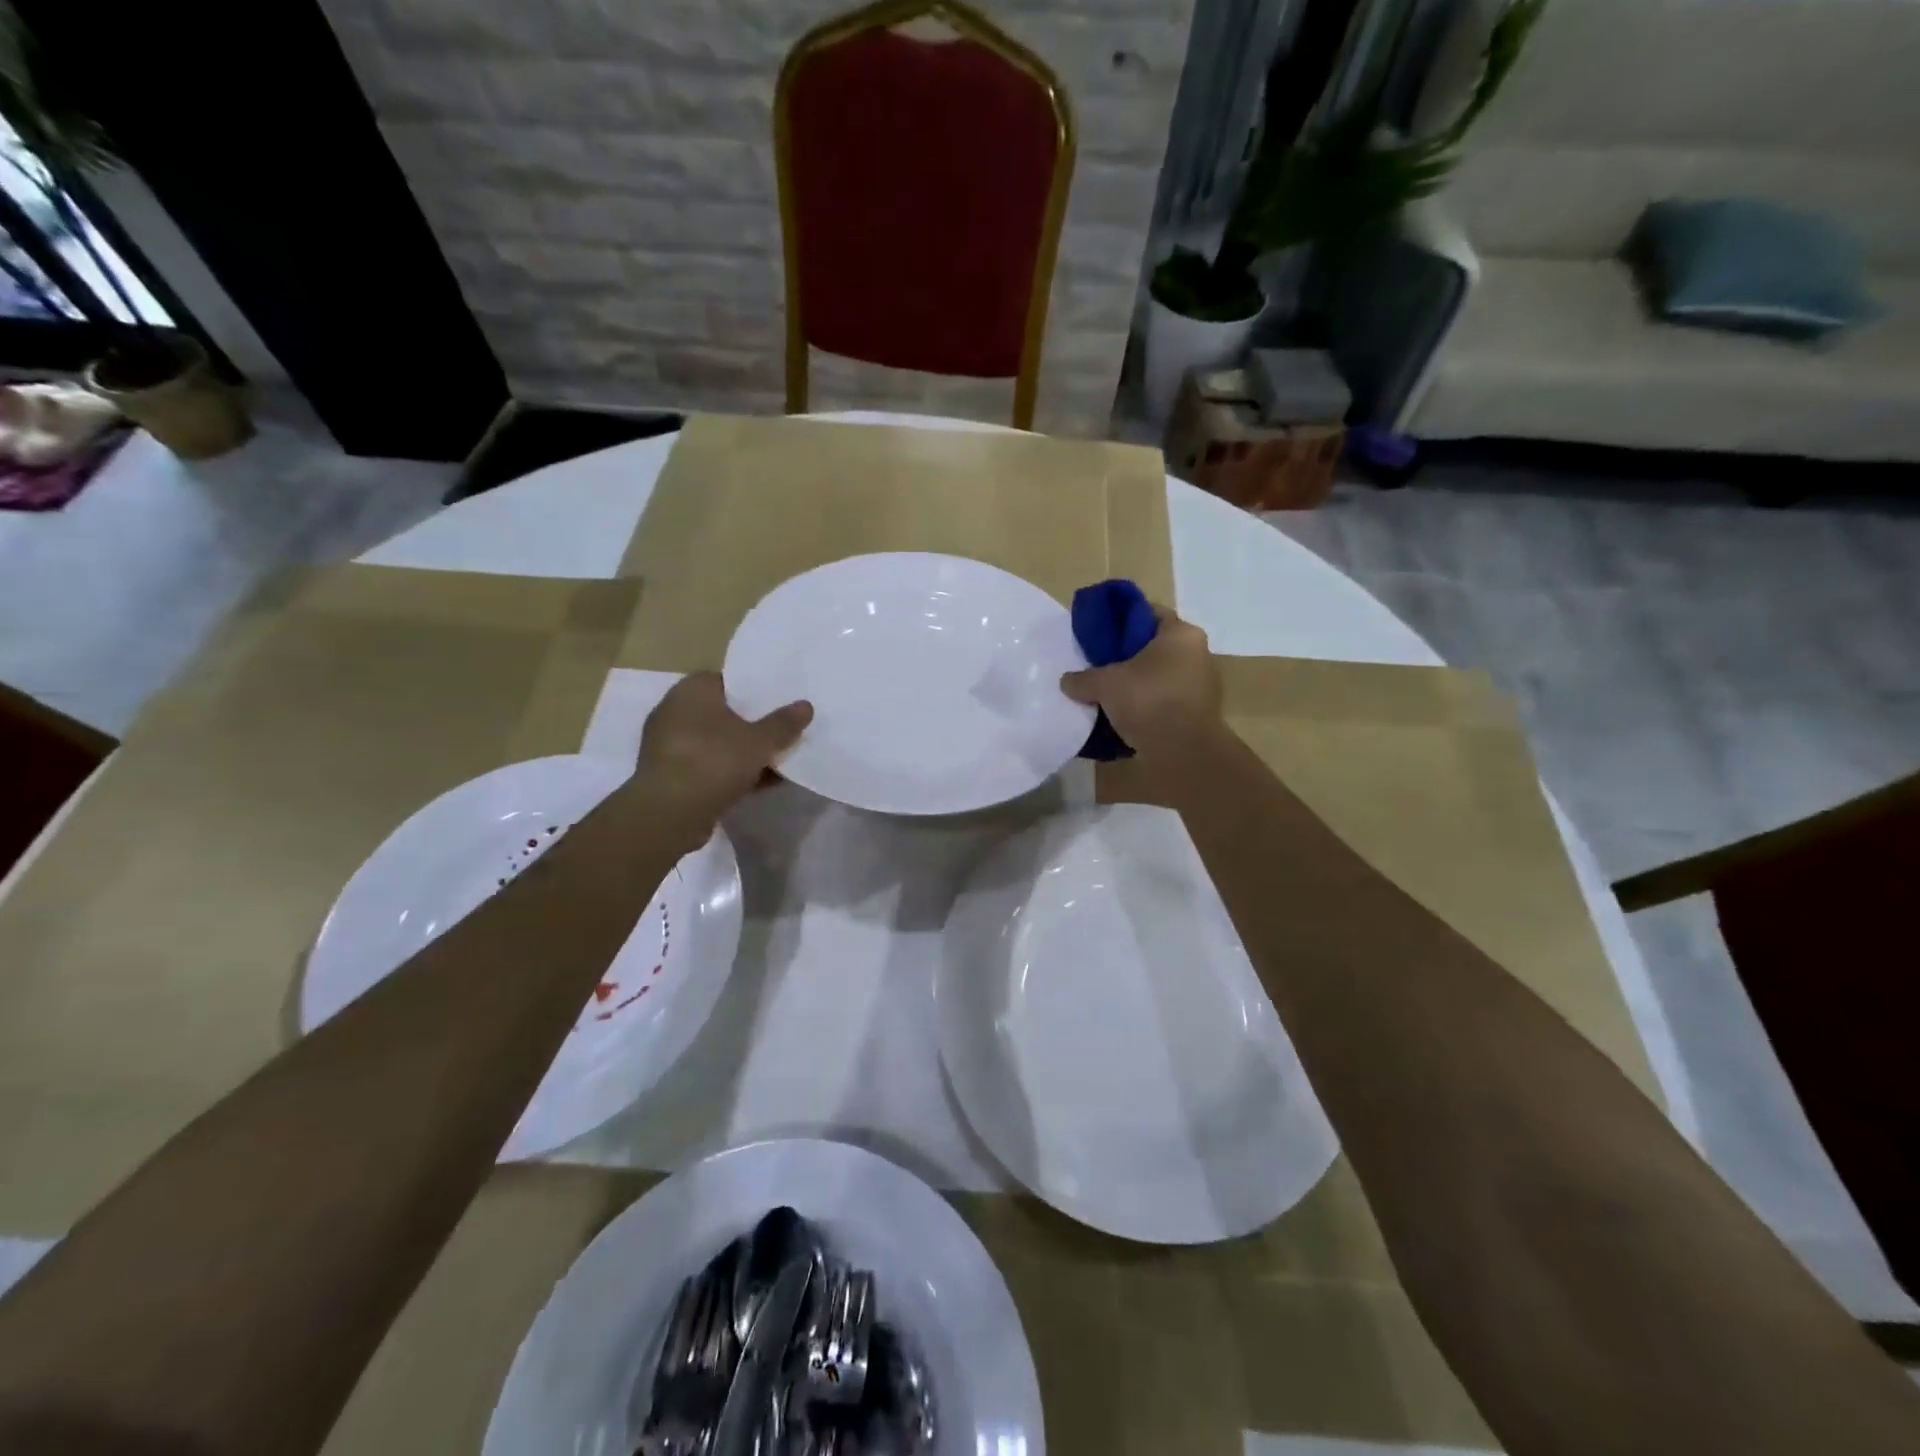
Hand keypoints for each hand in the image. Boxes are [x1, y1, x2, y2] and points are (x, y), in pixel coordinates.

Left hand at [632, 673, 812, 838]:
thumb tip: (806, 705)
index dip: (755, 690)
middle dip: (753, 724)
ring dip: (744, 752)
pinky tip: (763, 783)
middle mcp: (675, 712)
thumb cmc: (713, 761)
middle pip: (724, 713)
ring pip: (718, 743)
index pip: (727, 680)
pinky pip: (710, 767)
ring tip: (779, 758)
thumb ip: (783, 723)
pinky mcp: (672, 776)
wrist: (669, 814)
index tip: (780, 702)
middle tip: (784, 729)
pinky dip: (733, 773)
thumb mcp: (759, 741)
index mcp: (692, 691)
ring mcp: (670, 746)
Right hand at [1061, 607, 1223, 755]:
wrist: (1183, 753)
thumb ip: (1082, 679)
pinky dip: (1145, 705)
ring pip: (1158, 676)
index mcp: (1181, 634)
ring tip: (1105, 694)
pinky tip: (1121, 716)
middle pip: (1153, 647)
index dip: (1121, 620)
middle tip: (1097, 665)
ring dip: (1135, 684)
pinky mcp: (1197, 714)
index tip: (1099, 633)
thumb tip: (1067, 681)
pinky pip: (1164, 701)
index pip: (1149, 613)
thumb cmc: (1149, 701)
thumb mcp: (1105, 684)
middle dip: (1126, 656)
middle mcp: (1197, 653)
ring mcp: (1200, 686)